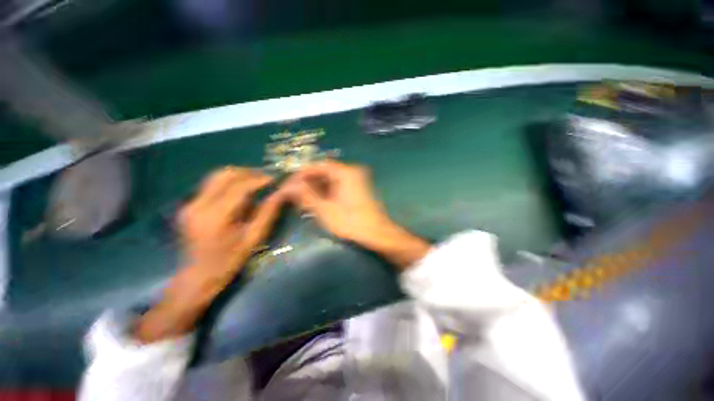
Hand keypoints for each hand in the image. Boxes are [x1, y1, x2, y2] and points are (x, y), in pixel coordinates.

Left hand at [177, 167, 282, 279]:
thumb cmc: (229, 260)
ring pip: (216, 177)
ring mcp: (190, 204)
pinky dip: (229, 183)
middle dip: (248, 173)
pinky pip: (211, 185)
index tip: (274, 179)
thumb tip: (281, 193)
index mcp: (215, 216)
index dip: (258, 179)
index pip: (239, 187)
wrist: (197, 276)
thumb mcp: (253, 238)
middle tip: (265, 178)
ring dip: (239, 175)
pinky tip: (241, 190)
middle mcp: (198, 205)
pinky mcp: (189, 205)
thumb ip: (267, 213)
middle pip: (224, 175)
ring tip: (256, 182)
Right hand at [285, 161, 429, 268]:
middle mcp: (352, 172)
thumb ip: (306, 196)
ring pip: (330, 180)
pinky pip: (337, 187)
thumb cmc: (351, 223)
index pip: (317, 166)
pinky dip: (326, 193)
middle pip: (324, 172)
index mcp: (345, 172)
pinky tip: (316, 202)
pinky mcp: (358, 190)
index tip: (287, 184)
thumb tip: (288, 187)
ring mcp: (356, 181)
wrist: (379, 235)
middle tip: (293, 194)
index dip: (300, 175)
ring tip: (301, 200)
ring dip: (316, 189)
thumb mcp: (325, 210)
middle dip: (307, 183)